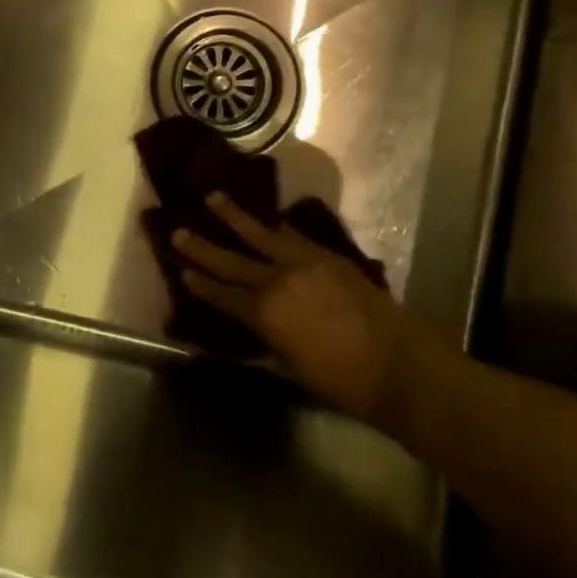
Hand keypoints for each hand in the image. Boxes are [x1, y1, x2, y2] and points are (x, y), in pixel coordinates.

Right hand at [173, 193, 417, 433]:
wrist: (398, 365)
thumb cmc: (343, 381)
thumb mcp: (293, 364)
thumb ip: (270, 336)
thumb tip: (258, 322)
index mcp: (265, 315)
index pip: (222, 294)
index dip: (200, 283)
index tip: (181, 269)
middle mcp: (277, 282)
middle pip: (232, 261)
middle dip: (203, 247)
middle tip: (178, 230)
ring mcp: (302, 263)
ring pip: (260, 234)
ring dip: (234, 216)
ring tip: (212, 197)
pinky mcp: (326, 255)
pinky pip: (292, 235)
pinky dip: (274, 226)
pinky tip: (265, 218)